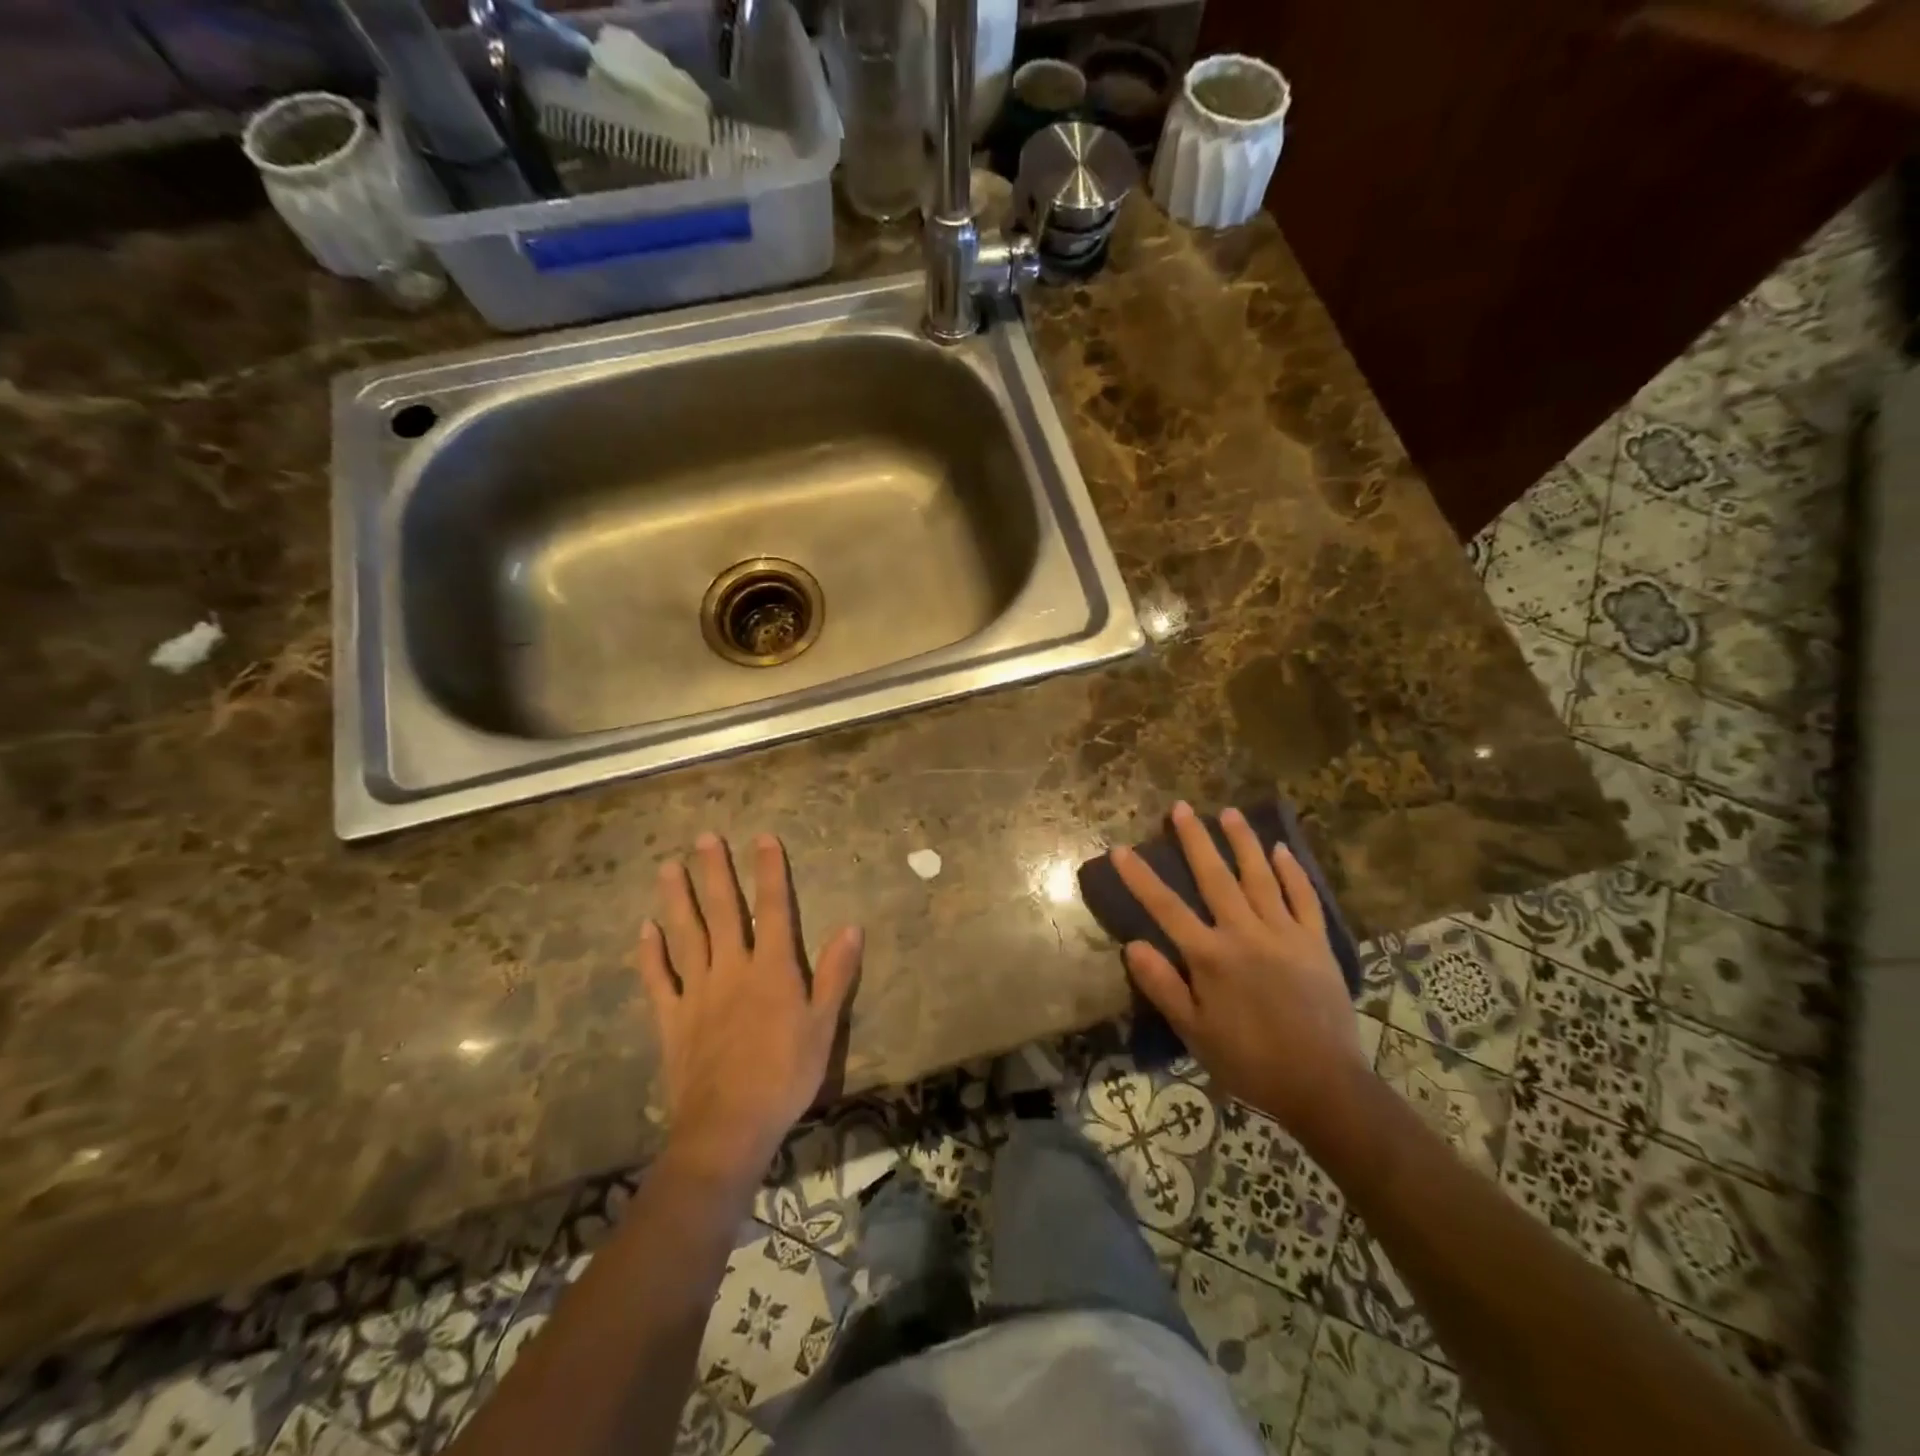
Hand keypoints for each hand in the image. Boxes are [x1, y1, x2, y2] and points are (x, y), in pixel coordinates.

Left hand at [637, 833, 862, 1182]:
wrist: (728, 1126)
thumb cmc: (785, 1075)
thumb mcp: (824, 1025)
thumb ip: (836, 974)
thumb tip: (851, 927)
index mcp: (771, 969)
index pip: (772, 909)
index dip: (769, 872)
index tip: (763, 838)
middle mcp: (731, 969)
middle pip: (721, 912)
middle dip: (714, 872)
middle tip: (703, 839)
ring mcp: (697, 992)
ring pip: (686, 936)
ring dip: (676, 900)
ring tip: (667, 867)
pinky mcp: (672, 1018)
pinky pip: (658, 980)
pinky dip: (650, 954)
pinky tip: (644, 929)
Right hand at [1113, 802, 1367, 1143]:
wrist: (1323, 1085)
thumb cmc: (1249, 1062)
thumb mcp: (1194, 1033)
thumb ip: (1163, 986)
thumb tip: (1132, 944)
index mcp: (1210, 956)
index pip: (1166, 907)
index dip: (1140, 877)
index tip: (1120, 848)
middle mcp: (1245, 933)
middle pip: (1215, 877)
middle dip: (1195, 839)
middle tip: (1181, 807)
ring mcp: (1285, 934)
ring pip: (1260, 876)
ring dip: (1243, 841)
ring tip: (1229, 812)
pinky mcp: (1316, 943)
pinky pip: (1303, 898)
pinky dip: (1292, 871)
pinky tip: (1281, 849)